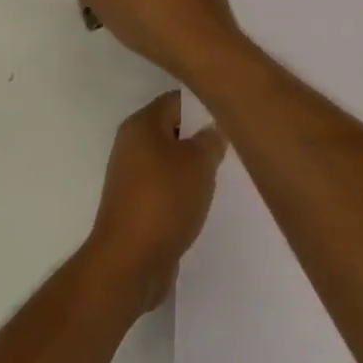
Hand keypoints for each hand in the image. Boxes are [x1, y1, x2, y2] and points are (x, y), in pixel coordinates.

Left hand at [85, 91, 227, 311]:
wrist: (130, 262)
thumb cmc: (165, 200)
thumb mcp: (198, 163)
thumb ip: (210, 140)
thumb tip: (214, 128)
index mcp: (142, 124)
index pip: (176, 101)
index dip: (204, 106)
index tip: (231, 117)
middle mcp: (131, 144)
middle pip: (173, 130)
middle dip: (201, 139)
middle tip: (232, 149)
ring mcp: (131, 176)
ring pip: (170, 161)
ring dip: (193, 169)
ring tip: (223, 177)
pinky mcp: (135, 205)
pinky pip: (165, 188)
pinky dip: (183, 192)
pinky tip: (204, 203)